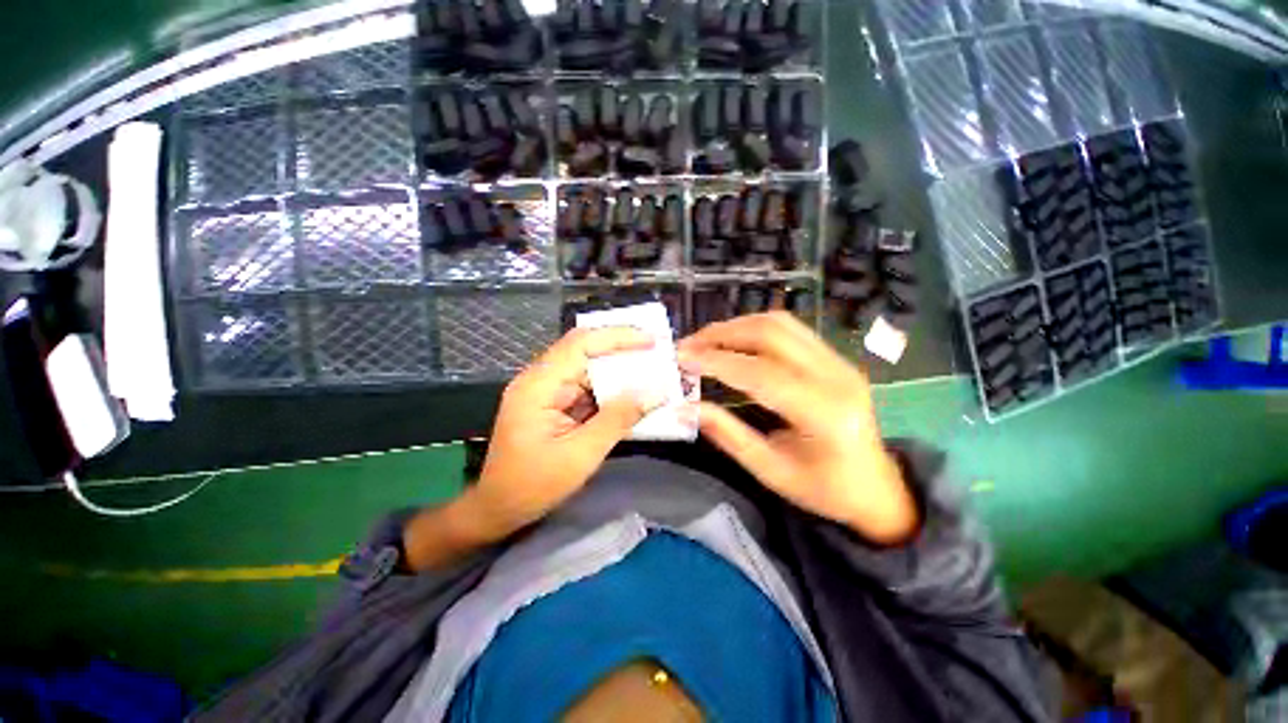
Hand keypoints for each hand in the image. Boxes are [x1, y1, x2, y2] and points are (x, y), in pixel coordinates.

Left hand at [470, 326, 663, 535]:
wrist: (498, 508)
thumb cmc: (533, 485)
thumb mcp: (581, 455)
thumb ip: (617, 420)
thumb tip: (654, 393)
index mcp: (538, 386)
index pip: (580, 344)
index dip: (617, 336)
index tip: (651, 340)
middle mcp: (539, 379)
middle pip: (583, 350)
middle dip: (621, 349)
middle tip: (656, 351)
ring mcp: (545, 390)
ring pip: (587, 366)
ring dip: (617, 368)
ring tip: (650, 369)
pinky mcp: (552, 402)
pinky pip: (585, 385)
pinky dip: (609, 387)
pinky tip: (630, 391)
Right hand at [678, 312, 917, 543]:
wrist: (878, 488)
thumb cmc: (825, 490)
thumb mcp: (771, 471)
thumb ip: (728, 435)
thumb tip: (687, 408)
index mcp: (824, 413)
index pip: (760, 373)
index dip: (716, 361)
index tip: (681, 358)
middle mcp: (836, 376)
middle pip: (770, 334)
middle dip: (721, 334)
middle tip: (687, 345)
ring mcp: (839, 361)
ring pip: (779, 323)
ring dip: (736, 326)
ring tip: (704, 341)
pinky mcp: (835, 357)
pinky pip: (790, 328)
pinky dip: (754, 328)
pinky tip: (733, 340)